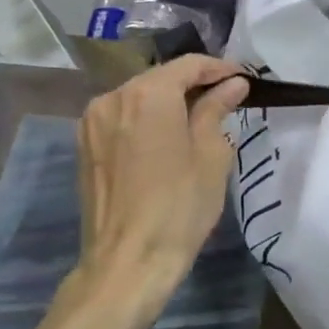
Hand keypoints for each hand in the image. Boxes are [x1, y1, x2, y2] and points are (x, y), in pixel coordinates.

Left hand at [68, 55, 249, 317]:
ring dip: (169, 101)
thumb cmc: (179, 206)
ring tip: (199, 118)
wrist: (127, 263)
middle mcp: (114, 97)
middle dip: (194, 84)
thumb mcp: (211, 154)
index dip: (220, 68)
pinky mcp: (85, 145)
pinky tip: (168, 137)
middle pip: (161, 77)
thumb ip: (217, 110)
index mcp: (148, 94)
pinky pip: (123, 117)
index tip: (244, 79)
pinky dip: (147, 119)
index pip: (189, 65)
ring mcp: (93, 121)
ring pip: (140, 96)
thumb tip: (232, 86)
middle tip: (227, 98)